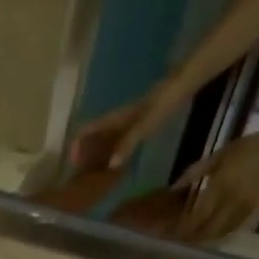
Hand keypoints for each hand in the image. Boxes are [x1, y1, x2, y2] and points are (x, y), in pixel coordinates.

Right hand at [67, 80, 191, 171]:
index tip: (72, 164)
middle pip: (95, 136)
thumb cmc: (164, 101)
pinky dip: (114, 152)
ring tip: (97, 175)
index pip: (88, 129)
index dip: (77, 145)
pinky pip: (120, 140)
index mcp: (115, 117)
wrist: (186, 82)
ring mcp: (129, 121)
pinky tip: (117, 165)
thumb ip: (128, 143)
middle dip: (86, 154)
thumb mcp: (145, 123)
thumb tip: (111, 165)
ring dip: (100, 155)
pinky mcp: (140, 122)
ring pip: (107, 139)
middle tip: (83, 175)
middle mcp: (118, 119)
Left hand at [173, 125, 258, 242]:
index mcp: (221, 186)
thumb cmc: (246, 149)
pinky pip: (232, 229)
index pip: (198, 217)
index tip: (171, 231)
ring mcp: (243, 209)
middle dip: (191, 237)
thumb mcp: (218, 155)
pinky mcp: (253, 212)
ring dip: (203, 239)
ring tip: (191, 237)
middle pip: (207, 230)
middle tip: (179, 237)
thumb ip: (194, 172)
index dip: (184, 228)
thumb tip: (173, 188)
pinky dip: (218, 235)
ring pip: (219, 233)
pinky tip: (210, 233)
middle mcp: (231, 202)